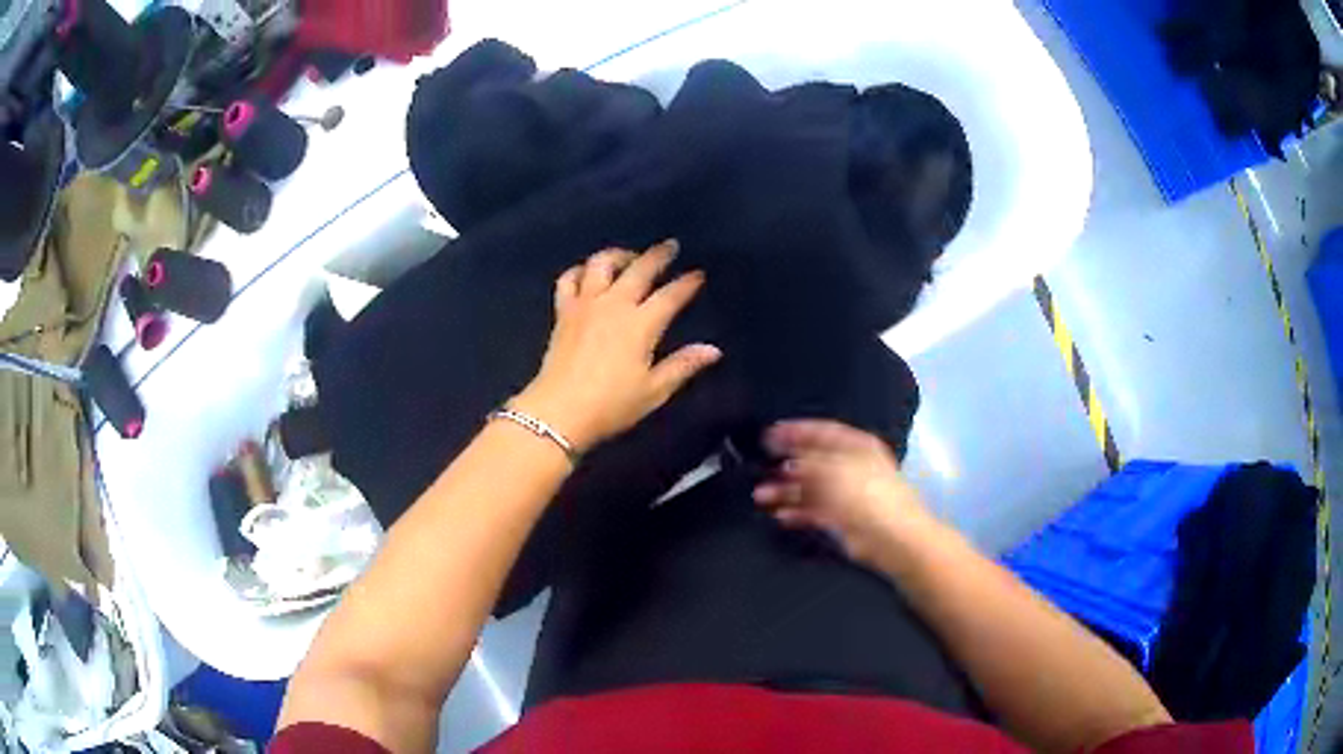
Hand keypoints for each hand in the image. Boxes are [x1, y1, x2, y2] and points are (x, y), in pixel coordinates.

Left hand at [513, 240, 720, 453]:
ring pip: (601, 264)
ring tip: (629, 257)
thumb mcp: (653, 391)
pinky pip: (569, 279)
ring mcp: (585, 304)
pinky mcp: (563, 311)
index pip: (670, 295)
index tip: (698, 274)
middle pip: (639, 269)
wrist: (559, 411)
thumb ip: (683, 365)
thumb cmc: (611, 405)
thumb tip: (713, 350)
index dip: (687, 283)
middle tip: (671, 246)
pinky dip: (580, 271)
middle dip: (658, 255)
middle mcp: (614, 305)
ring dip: (619, 254)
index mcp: (641, 324)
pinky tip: (587, 273)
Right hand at [753, 420, 934, 566]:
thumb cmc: (865, 494)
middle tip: (761, 467)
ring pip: (810, 488)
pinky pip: (814, 511)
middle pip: (813, 461)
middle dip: (786, 464)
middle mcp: (851, 466)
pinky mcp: (842, 520)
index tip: (769, 435)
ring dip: (785, 491)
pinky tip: (780, 515)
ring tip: (761, 496)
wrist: (891, 537)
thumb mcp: (832, 469)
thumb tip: (788, 461)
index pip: (821, 431)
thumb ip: (806, 462)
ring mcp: (846, 494)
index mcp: (856, 445)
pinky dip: (797, 512)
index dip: (795, 431)